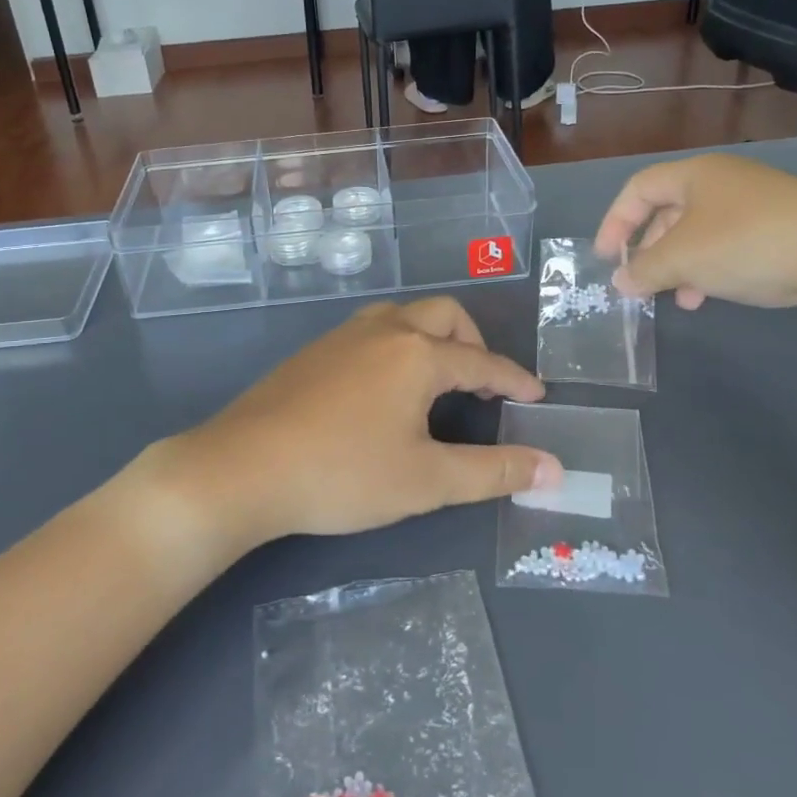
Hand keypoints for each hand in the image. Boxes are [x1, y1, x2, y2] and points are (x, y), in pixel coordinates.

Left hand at [153, 299, 556, 551]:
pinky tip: (384, 387)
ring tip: (438, 379)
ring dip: (431, 338)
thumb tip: (554, 468)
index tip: (537, 396)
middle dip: (473, 343)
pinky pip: (370, 333)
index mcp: (416, 354)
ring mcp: (341, 336)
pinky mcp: (312, 352)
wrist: (242, 468)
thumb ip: (494, 471)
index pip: (481, 361)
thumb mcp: (426, 480)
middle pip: (442, 316)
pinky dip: (397, 347)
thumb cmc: (342, 474)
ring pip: (402, 317)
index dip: (514, 380)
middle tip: (484, 383)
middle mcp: (382, 330)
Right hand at [594, 154, 796, 331]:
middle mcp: (725, 181)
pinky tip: (712, 295)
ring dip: (680, 266)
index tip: (606, 258)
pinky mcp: (784, 228)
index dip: (615, 222)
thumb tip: (621, 281)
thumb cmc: (747, 245)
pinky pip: (730, 245)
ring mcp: (758, 204)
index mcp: (697, 174)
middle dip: (650, 250)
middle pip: (669, 211)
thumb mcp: (682, 259)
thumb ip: (643, 270)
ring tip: (679, 299)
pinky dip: (711, 268)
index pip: (638, 189)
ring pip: (700, 233)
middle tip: (640, 282)